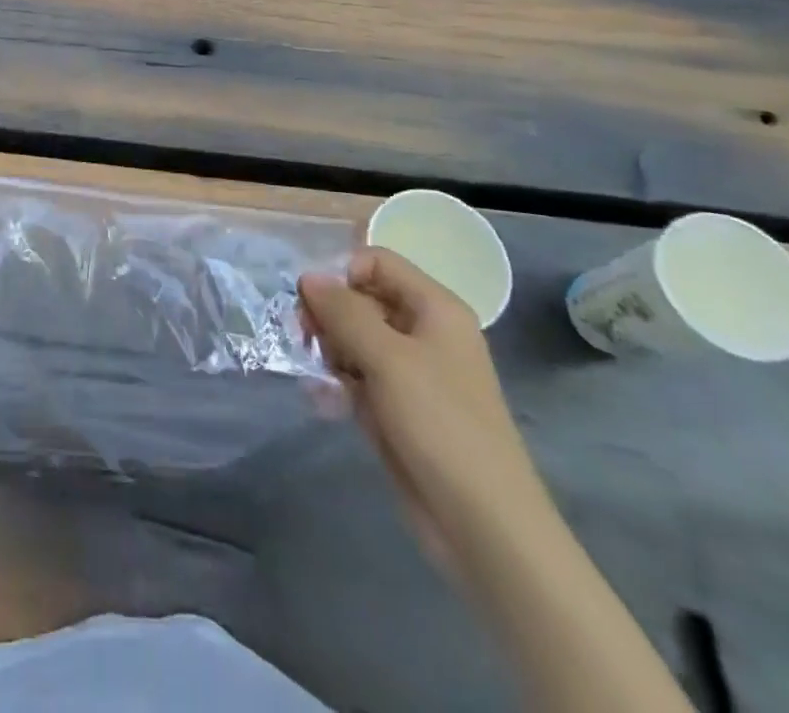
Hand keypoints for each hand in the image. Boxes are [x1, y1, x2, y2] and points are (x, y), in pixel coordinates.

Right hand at [299, 247, 553, 572]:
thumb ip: (344, 311)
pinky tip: (325, 404)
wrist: (483, 526)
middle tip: (304, 339)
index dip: (341, 273)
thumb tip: (308, 276)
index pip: (376, 262)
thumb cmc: (440, 425)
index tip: (311, 302)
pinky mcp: (398, 408)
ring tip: (319, 378)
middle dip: (328, 315)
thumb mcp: (387, 358)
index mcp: (434, 308)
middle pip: (362, 299)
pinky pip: (358, 377)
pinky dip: (338, 384)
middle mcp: (424, 332)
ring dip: (329, 351)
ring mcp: (411, 373)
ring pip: (355, 339)